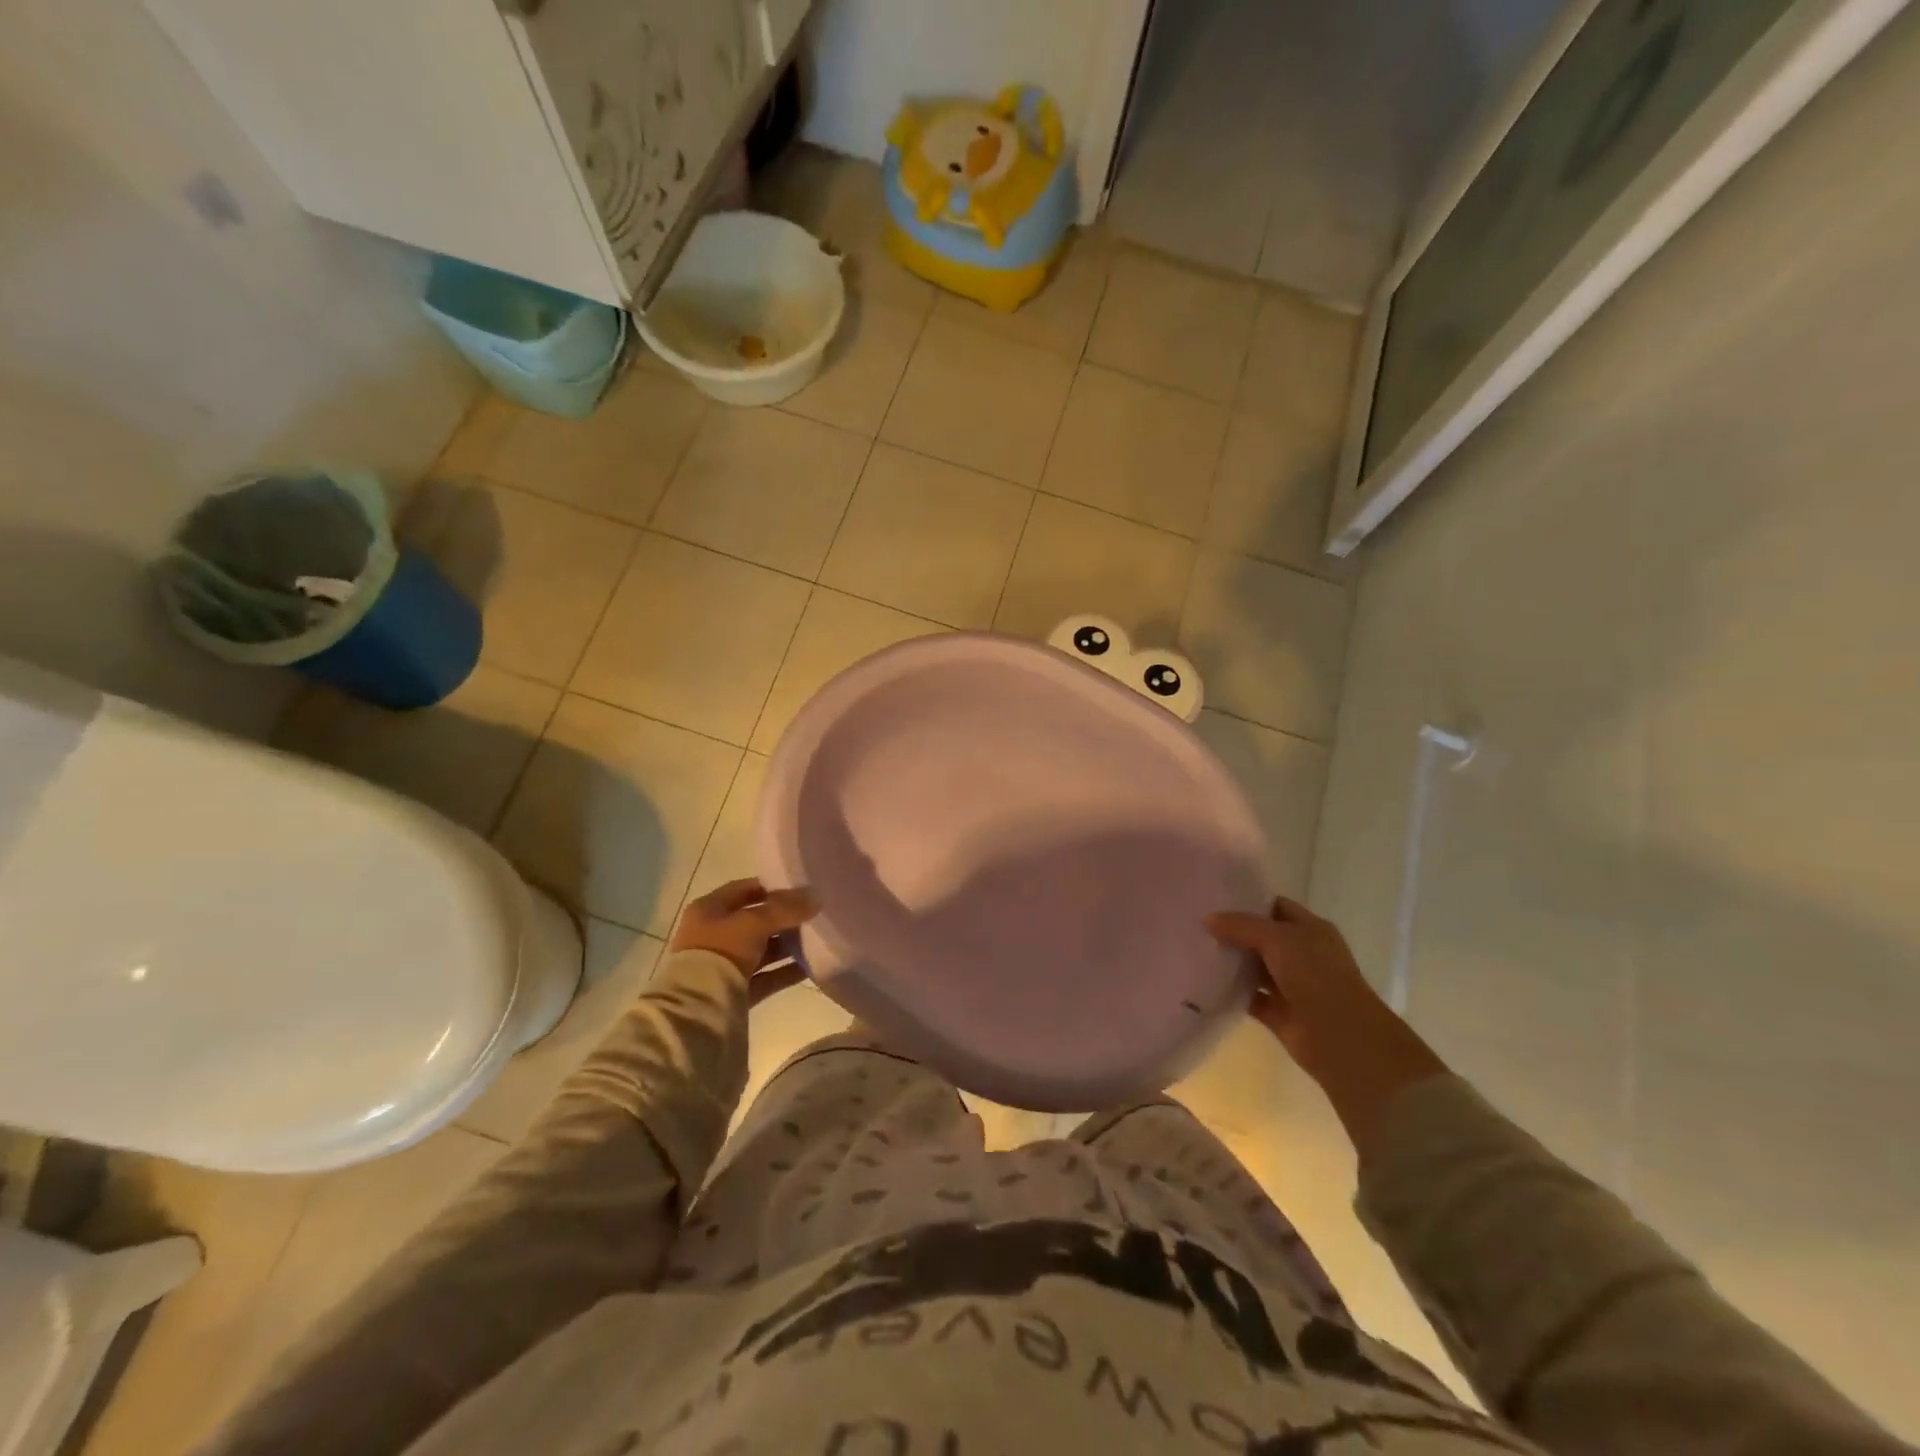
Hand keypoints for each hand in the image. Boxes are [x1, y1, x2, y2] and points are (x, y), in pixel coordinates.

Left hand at [670, 878, 816, 978]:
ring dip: (787, 945)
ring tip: (818, 940)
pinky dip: (785, 971)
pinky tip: (810, 967)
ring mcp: (723, 965)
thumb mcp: (754, 922)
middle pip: (755, 921)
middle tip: (814, 914)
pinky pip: (765, 976)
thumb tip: (816, 897)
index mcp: (708, 910)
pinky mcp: (735, 992)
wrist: (698, 1008)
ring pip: (762, 950)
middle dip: (784, 918)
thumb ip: (786, 909)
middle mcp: (713, 935)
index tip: (801, 889)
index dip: (771, 887)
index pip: (743, 890)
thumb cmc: (720, 951)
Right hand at [1206, 896, 1447, 1161]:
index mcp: (1311, 930)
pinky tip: (1205, 982)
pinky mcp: (1279, 1013)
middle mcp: (1302, 955)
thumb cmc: (1316, 977)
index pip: (1276, 907)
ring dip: (1231, 962)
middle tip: (1197, 923)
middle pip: (1262, 937)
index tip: (1215, 898)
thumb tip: (1209, 919)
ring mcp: (1291, 985)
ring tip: (1195, 949)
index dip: (1249, 902)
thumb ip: (1242, 926)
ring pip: (1254, 967)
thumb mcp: (1278, 939)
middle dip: (1234, 931)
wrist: (1341, 1039)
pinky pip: (1249, 997)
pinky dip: (1230, 992)